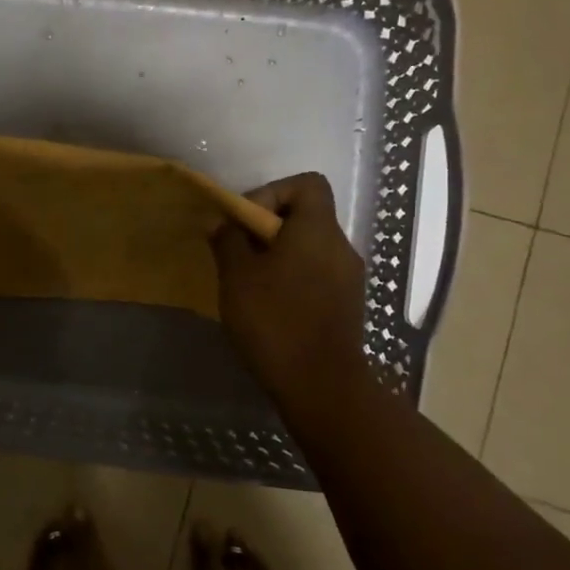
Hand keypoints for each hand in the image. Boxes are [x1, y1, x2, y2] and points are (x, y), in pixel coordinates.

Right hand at [210, 172, 369, 403]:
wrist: (322, 386)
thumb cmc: (275, 320)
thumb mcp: (237, 277)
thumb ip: (228, 241)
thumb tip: (221, 221)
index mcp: (317, 230)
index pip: (306, 184)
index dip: (272, 192)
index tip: (246, 223)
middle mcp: (340, 247)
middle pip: (305, 217)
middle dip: (267, 230)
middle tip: (238, 256)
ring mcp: (348, 278)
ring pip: (309, 249)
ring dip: (278, 257)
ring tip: (249, 285)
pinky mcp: (347, 306)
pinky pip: (316, 276)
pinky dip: (292, 280)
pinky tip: (269, 309)